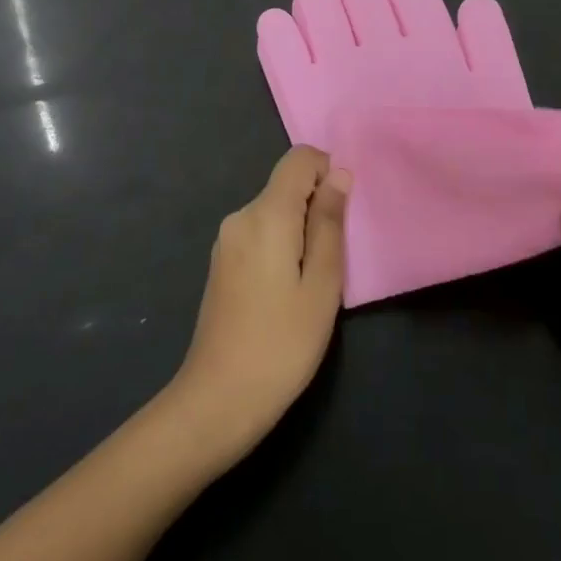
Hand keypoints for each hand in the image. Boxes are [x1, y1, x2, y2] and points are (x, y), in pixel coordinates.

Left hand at [167, 146, 349, 464]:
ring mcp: (226, 241)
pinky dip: (280, 246)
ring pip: (274, 211)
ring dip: (300, 230)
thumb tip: (339, 175)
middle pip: (286, 185)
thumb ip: (330, 223)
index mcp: (266, 214)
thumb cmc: (281, 344)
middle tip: (333, 261)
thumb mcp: (322, 284)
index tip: (343, 215)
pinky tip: (286, 293)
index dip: (328, 172)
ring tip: (312, 283)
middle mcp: (240, 216)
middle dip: (316, 207)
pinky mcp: (221, 263)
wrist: (217, 402)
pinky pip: (259, 233)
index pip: (299, 158)